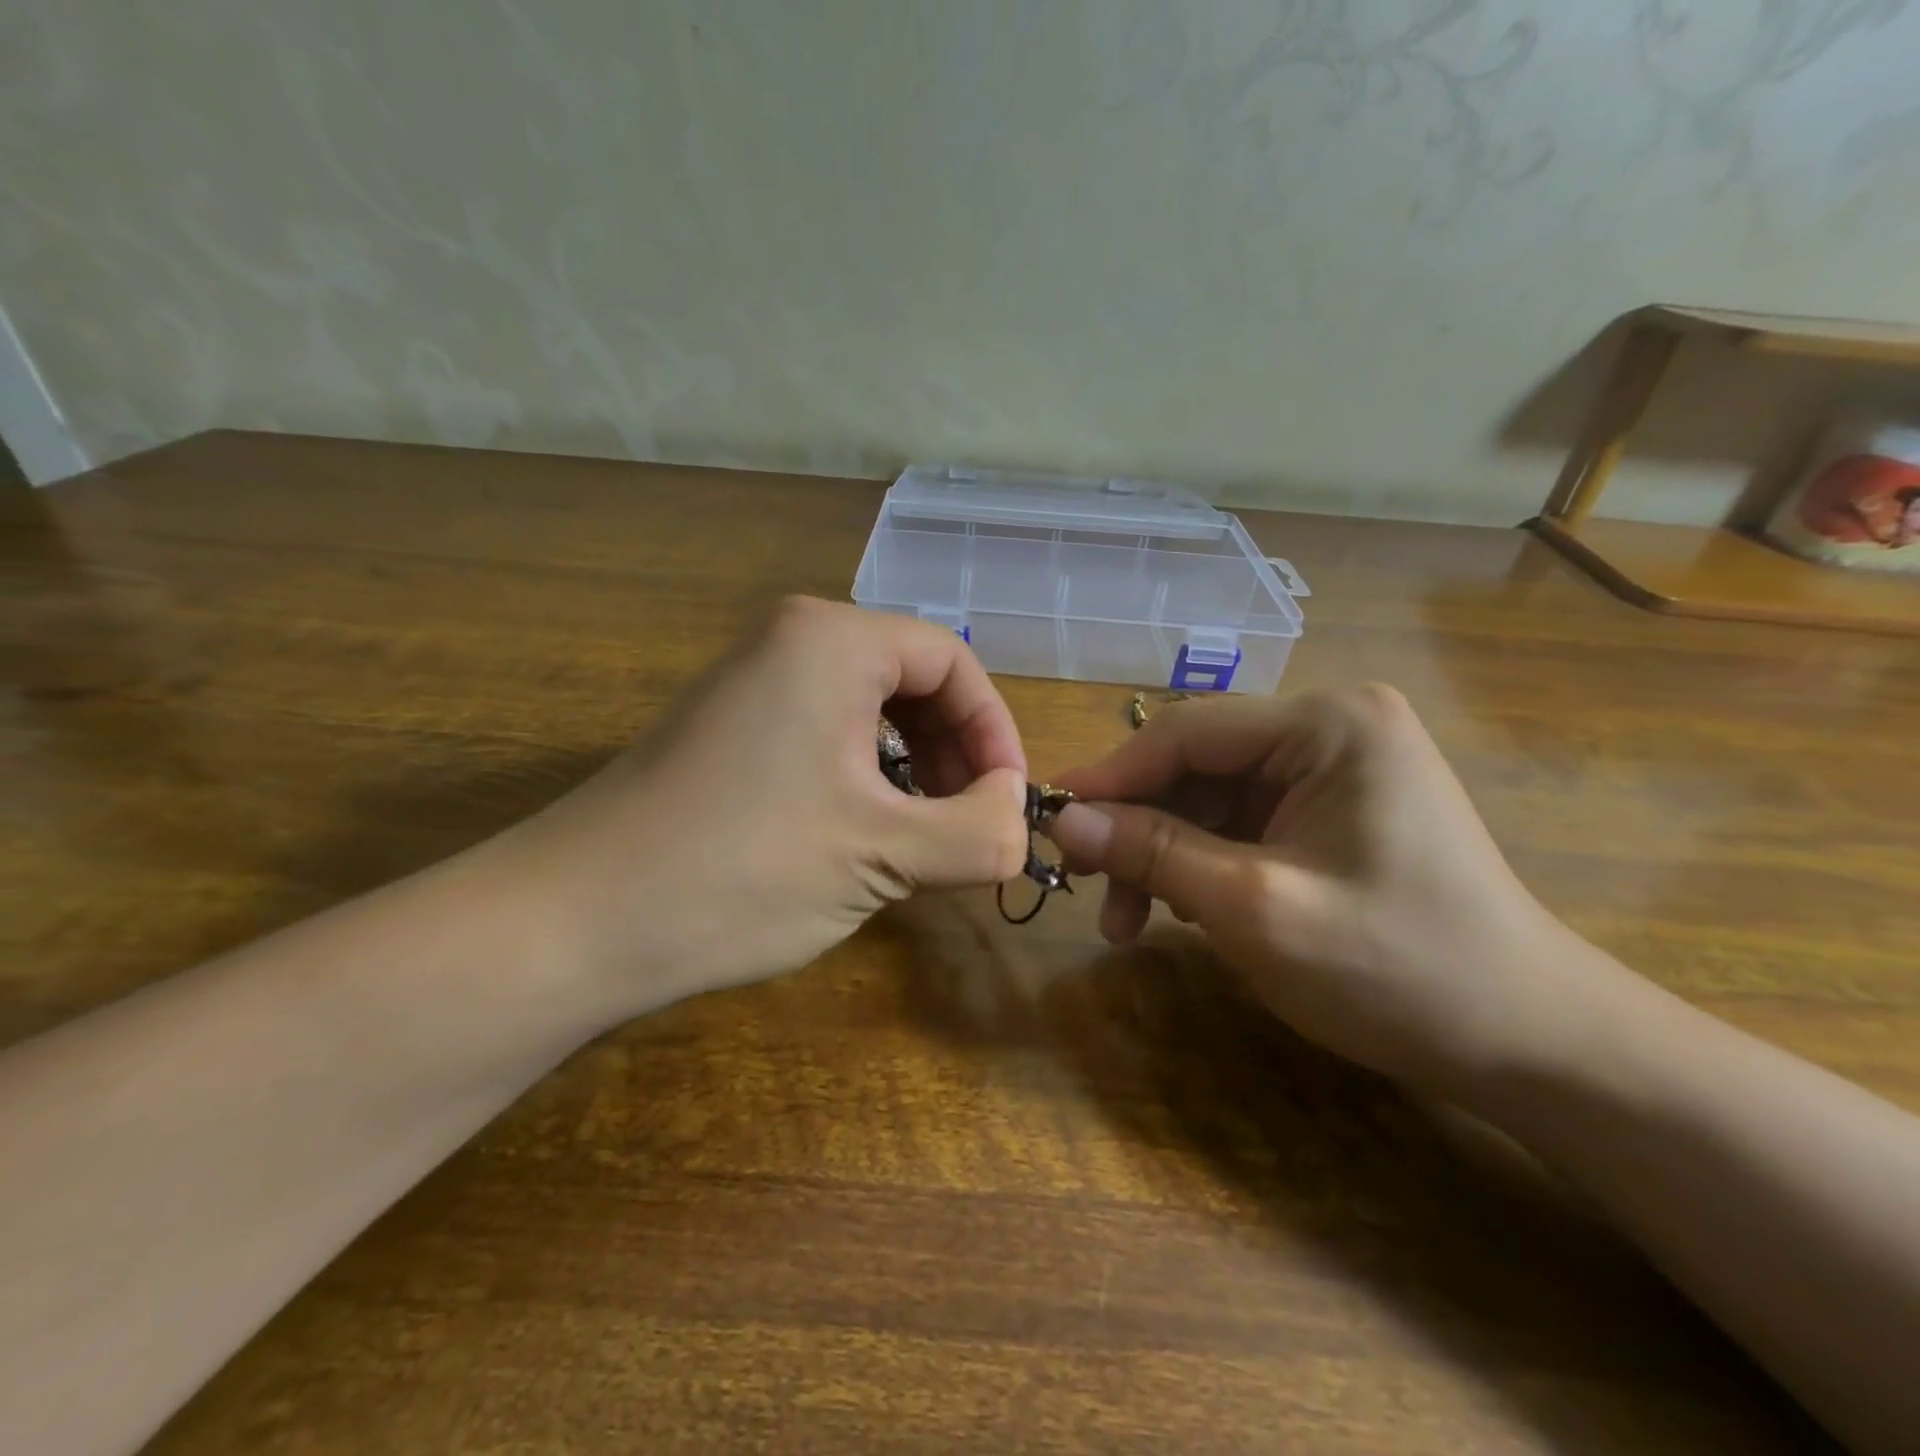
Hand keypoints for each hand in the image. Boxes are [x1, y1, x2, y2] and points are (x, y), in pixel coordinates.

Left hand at [502, 597, 1031, 1014]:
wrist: (572, 923)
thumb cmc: (742, 869)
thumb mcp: (883, 854)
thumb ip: (979, 834)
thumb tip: (1017, 818)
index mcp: (832, 640)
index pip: (953, 662)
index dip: (995, 732)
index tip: (1008, 804)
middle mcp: (790, 642)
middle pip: (913, 681)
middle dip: (955, 754)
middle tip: (967, 828)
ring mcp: (752, 685)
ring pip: (871, 714)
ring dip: (914, 773)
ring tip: (921, 841)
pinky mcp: (728, 732)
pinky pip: (827, 737)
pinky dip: (866, 781)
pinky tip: (862, 836)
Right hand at [1047, 686, 1589, 1094]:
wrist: (1530, 1045)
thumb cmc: (1396, 969)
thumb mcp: (1253, 908)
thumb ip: (1151, 852)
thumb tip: (1062, 818)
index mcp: (1327, 724)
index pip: (1185, 733)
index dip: (1109, 777)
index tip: (1048, 819)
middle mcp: (1331, 729)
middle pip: (1196, 766)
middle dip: (1138, 829)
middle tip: (1089, 890)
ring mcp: (1336, 770)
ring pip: (1211, 800)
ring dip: (1164, 856)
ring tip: (1128, 924)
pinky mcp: (1334, 813)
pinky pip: (1241, 825)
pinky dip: (1201, 865)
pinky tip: (1182, 911)